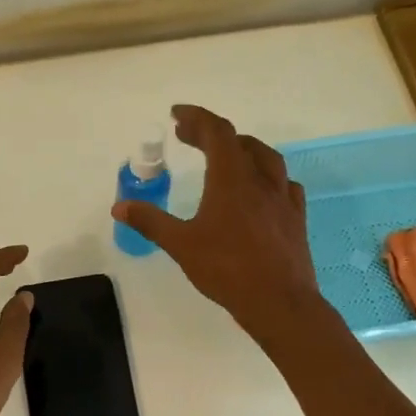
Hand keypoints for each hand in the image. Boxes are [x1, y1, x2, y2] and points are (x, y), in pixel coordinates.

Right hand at [111, 104, 323, 340]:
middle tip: (189, 136)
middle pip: (239, 141)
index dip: (196, 117)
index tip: (177, 114)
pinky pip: (284, 185)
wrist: (279, 302)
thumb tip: (119, 207)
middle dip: (212, 133)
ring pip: (267, 158)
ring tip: (227, 155)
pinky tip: (262, 190)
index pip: (216, 132)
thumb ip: (150, 221)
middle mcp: (260, 180)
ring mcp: (282, 198)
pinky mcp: (296, 218)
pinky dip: (268, 177)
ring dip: (243, 148)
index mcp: (231, 179)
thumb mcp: (181, 244)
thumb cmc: (227, 269)